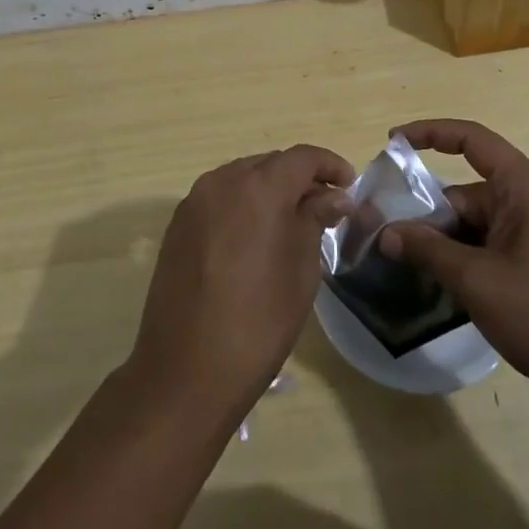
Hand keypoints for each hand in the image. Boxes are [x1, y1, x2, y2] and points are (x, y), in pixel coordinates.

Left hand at [125, 145, 353, 422]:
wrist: (186, 370)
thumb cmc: (258, 322)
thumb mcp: (301, 270)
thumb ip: (315, 220)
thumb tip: (333, 196)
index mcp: (259, 188)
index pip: (302, 157)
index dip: (330, 165)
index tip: (350, 186)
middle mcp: (223, 181)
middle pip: (270, 163)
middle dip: (299, 177)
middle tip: (324, 208)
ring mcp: (195, 201)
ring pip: (242, 177)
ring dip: (269, 189)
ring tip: (290, 222)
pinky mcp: (178, 224)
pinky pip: (219, 198)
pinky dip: (242, 204)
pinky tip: (254, 236)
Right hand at [379, 119, 528, 416]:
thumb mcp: (478, 281)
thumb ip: (428, 251)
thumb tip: (386, 234)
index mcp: (522, 186)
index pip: (470, 139)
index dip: (429, 133)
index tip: (393, 143)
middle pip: (465, 192)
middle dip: (427, 213)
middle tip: (385, 239)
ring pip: (475, 224)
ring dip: (444, 243)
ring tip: (403, 267)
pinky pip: (491, 246)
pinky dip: (465, 259)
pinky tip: (440, 287)